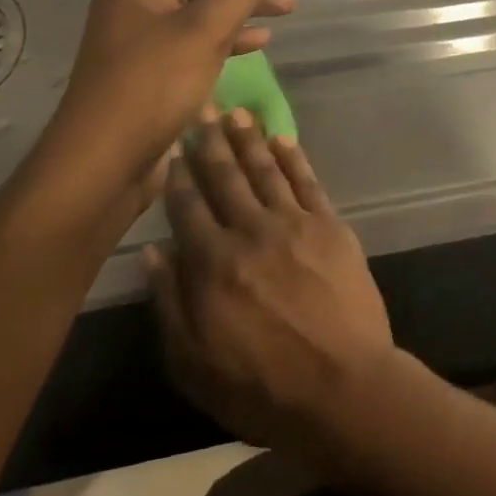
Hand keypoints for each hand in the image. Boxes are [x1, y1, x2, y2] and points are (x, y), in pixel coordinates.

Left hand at [20, 0, 305, 228]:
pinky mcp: (156, 61)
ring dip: (249, 1)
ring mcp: (147, 28)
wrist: (103, 161)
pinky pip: (201, 33)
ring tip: (290, 6)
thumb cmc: (153, 85)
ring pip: (208, 1)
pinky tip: (261, 40)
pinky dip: (232, 32)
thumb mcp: (206, 29)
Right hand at [147, 112, 397, 453]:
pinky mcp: (330, 226)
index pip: (189, 208)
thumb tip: (153, 252)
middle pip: (226, 178)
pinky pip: (308, 182)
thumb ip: (170, 304)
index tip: (172, 149)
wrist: (343, 386)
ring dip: (249, 140)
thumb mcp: (194, 364)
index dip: (179, 176)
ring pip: (266, 171)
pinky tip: (283, 138)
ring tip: (236, 112)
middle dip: (210, 142)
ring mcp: (295, 224)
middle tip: (201, 108)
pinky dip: (294, 158)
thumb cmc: (261, 387)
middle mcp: (251, 232)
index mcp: (213, 264)